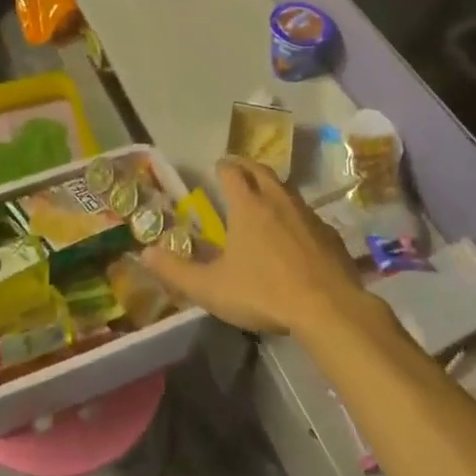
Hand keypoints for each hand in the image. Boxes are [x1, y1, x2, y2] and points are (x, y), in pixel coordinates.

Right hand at [142, 156, 369, 338]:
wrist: (328, 308)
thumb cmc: (263, 292)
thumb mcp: (211, 288)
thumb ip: (176, 270)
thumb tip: (145, 252)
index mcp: (248, 206)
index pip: (232, 172)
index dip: (222, 167)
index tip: (217, 168)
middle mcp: (278, 200)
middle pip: (262, 171)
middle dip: (248, 168)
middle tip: (238, 172)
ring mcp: (308, 215)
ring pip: (287, 190)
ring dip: (273, 189)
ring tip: (264, 200)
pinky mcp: (330, 235)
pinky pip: (308, 215)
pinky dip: (295, 216)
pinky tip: (294, 235)